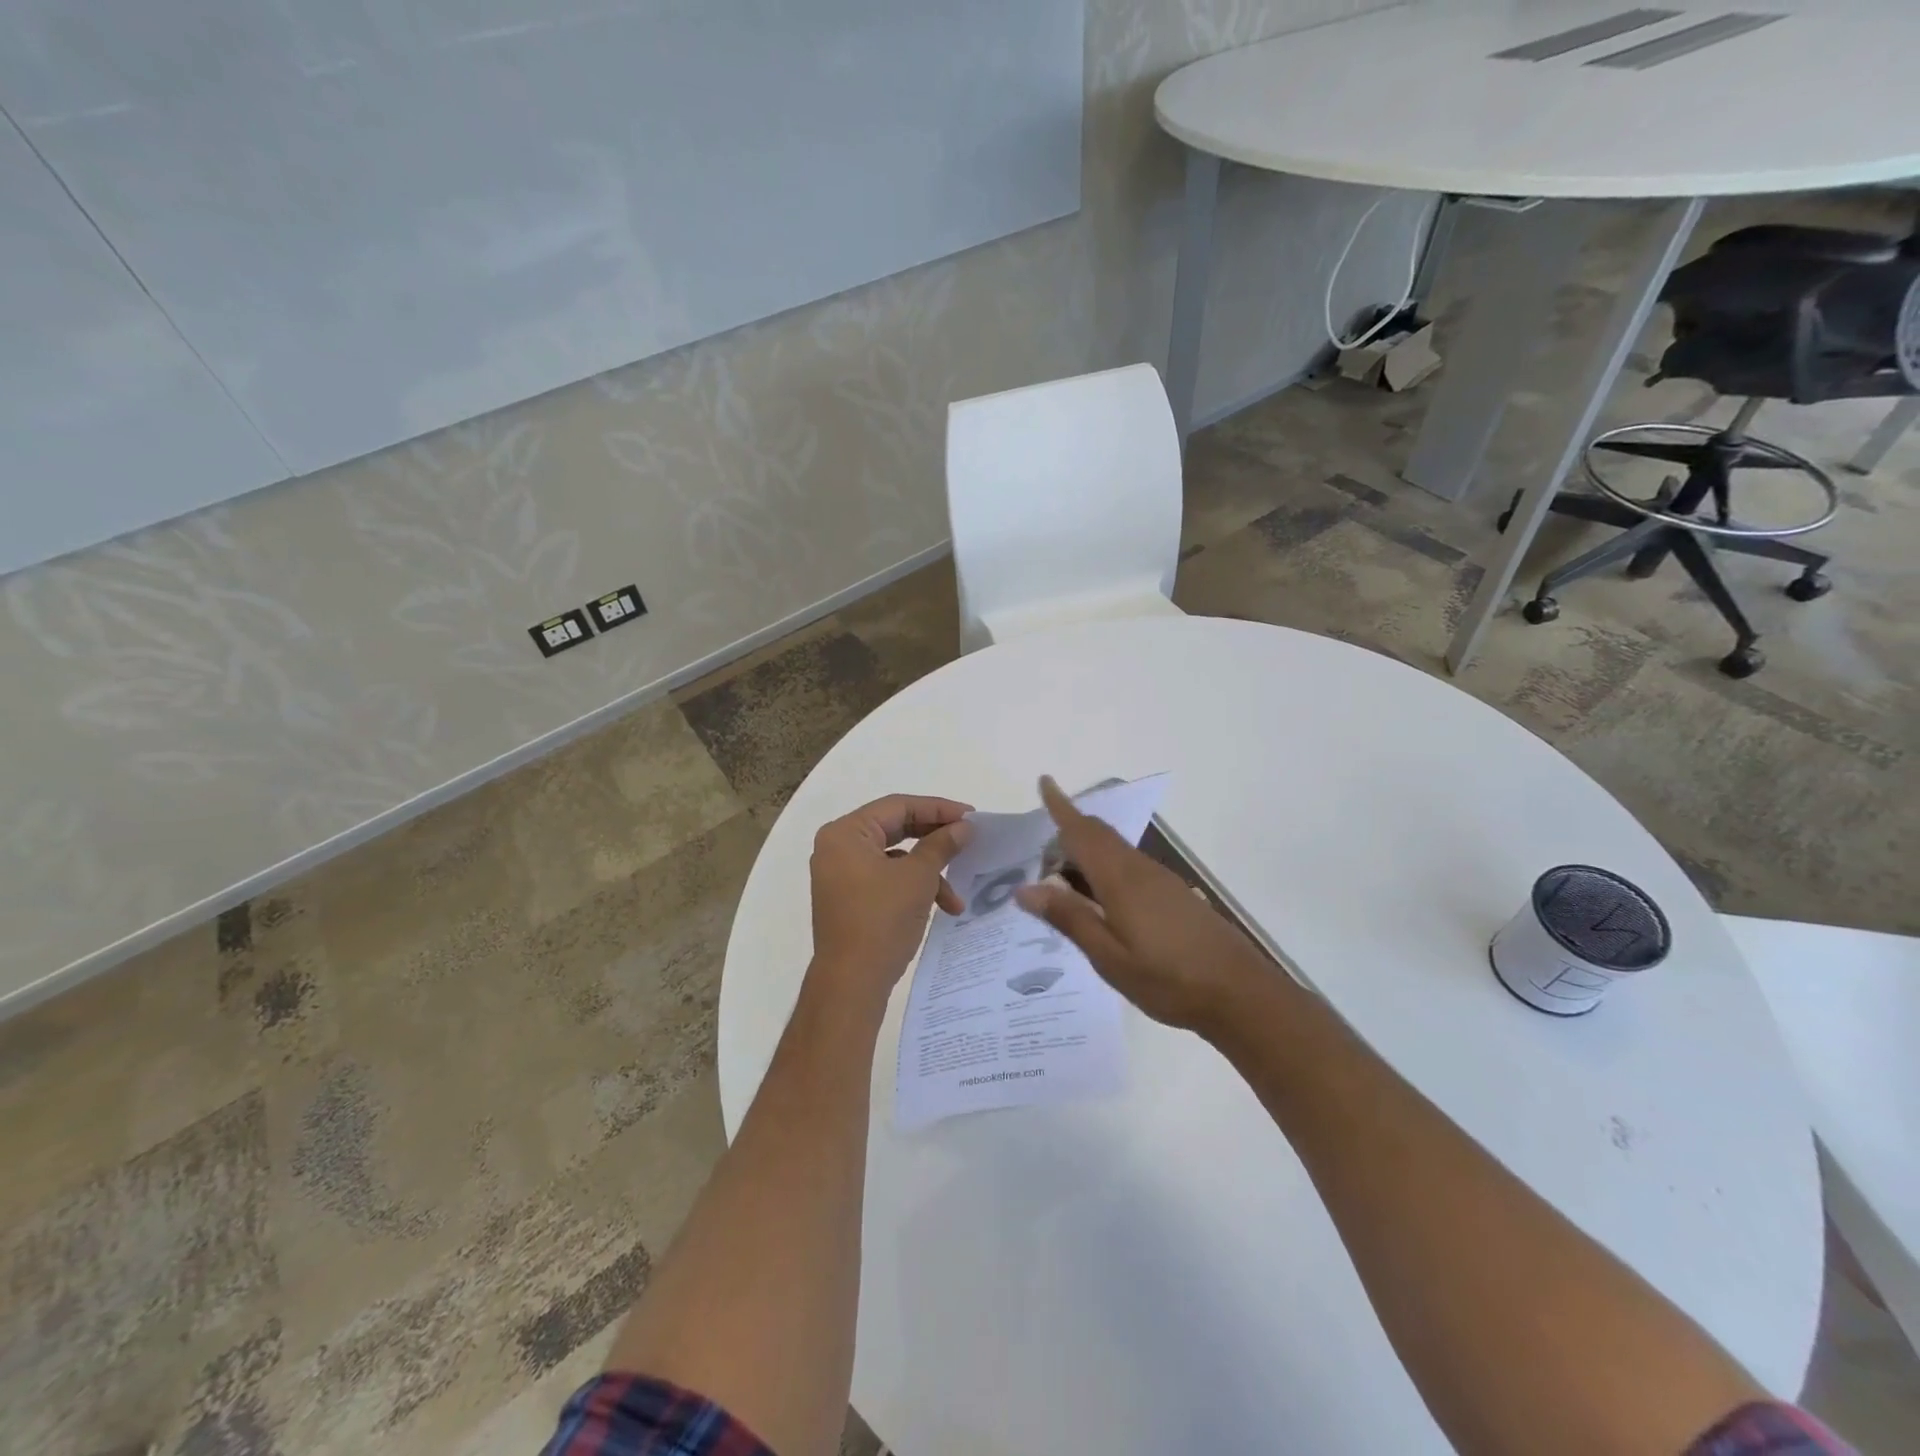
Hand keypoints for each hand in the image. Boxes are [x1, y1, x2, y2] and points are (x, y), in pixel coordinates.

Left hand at [808, 795, 973, 1005]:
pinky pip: (886, 879)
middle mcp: (838, 847)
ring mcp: (841, 874)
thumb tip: (963, 827)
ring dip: (929, 872)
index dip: (938, 809)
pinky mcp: (849, 898)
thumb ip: (941, 845)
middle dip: (935, 839)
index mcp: (846, 833)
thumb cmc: (881, 920)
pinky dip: (913, 888)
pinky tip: (941, 908)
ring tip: (956, 896)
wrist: (851, 983)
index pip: (898, 806)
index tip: (971, 816)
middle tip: (968, 841)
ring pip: (894, 858)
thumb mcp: (918, 878)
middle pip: (895, 829)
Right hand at [1013, 776, 1268, 1033]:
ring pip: (1114, 851)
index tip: (1044, 781)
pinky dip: (1103, 871)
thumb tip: (1025, 889)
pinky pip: (1127, 868)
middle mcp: (1139, 870)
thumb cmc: (1168, 979)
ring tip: (1059, 883)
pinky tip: (1096, 903)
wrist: (1240, 994)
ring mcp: (1159, 881)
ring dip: (1085, 855)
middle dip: (1067, 834)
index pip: (1082, 832)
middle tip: (1037, 857)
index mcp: (1120, 879)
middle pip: (1099, 835)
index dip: (1061, 807)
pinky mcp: (1172, 895)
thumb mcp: (1108, 957)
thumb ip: (1069, 918)